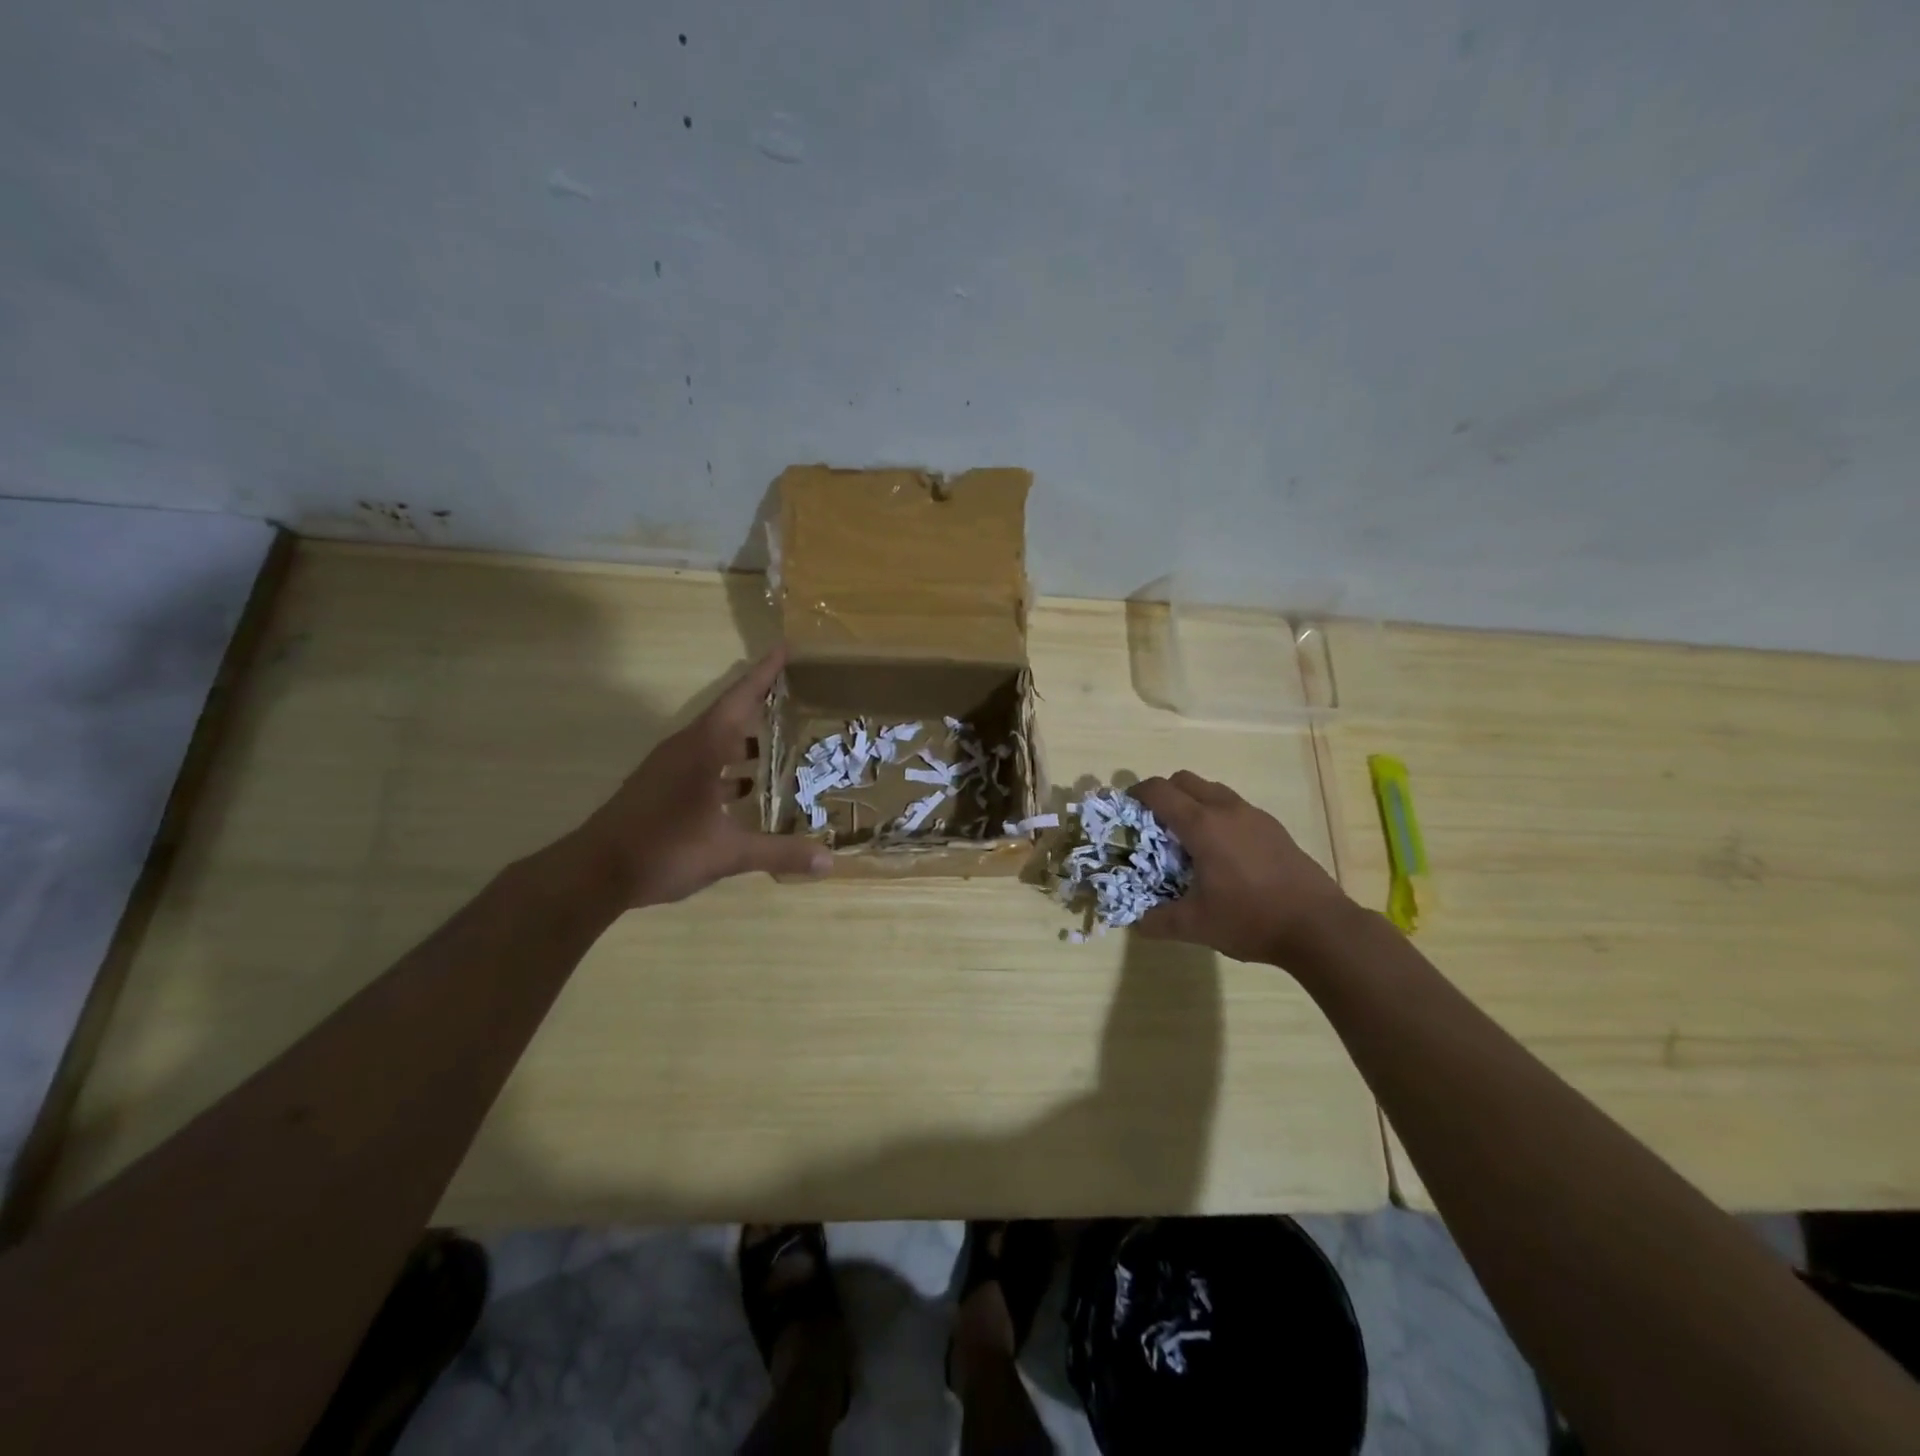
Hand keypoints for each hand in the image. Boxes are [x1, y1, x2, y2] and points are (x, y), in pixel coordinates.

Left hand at [575, 647, 830, 907]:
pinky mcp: (661, 788)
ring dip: (745, 740)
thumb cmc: (663, 849)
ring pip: (715, 742)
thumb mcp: (727, 852)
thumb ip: (779, 853)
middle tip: (796, 696)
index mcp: (703, 749)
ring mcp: (669, 769)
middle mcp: (685, 749)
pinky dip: (728, 768)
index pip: (739, 700)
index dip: (764, 674)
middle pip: (729, 716)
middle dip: (761, 704)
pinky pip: (704, 764)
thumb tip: (829, 863)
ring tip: (780, 743)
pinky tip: (746, 789)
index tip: (785, 648)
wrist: (594, 873)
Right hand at [1130, 771, 1351, 965]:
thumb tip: (1136, 922)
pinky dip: (1218, 816)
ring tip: (1188, 839)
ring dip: (1192, 802)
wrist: (1320, 927)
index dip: (1137, 794)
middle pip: (1185, 780)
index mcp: (1202, 825)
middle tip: (1154, 825)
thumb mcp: (1196, 926)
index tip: (1126, 810)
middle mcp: (1226, 810)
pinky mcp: (1274, 828)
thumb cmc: (1251, 919)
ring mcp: (1254, 815)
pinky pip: (1234, 807)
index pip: (1160, 791)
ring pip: (1212, 790)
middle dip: (1163, 794)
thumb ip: (1158, 921)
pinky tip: (1222, 852)